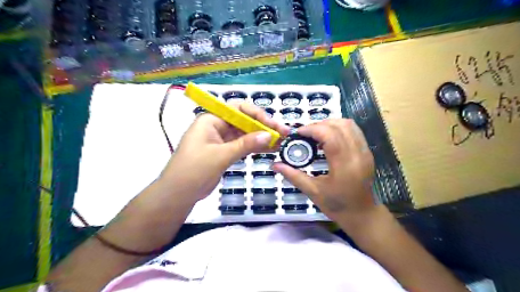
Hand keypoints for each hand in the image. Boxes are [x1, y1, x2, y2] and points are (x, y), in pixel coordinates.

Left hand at [160, 102, 287, 205]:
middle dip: (263, 126)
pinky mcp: (225, 151)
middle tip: (283, 133)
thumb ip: (245, 144)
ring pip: (246, 134)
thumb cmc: (194, 170)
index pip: (238, 109)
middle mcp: (217, 126)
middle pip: (244, 121)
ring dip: (262, 137)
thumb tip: (269, 135)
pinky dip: (255, 146)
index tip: (272, 124)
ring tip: (281, 141)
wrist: (179, 193)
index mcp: (211, 119)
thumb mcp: (221, 155)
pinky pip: (243, 145)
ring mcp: (222, 139)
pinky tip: (270, 148)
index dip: (256, 114)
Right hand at [273, 118, 373, 221]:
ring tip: (316, 133)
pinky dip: (339, 128)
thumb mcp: (312, 191)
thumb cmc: (337, 205)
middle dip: (319, 125)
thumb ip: (293, 175)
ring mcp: (365, 151)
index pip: (330, 136)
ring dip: (330, 124)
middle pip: (340, 126)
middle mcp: (358, 154)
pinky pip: (354, 130)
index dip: (313, 129)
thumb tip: (274, 165)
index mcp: (344, 166)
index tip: (298, 133)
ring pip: (348, 125)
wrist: (361, 214)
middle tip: (305, 134)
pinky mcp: (367, 151)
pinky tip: (328, 138)